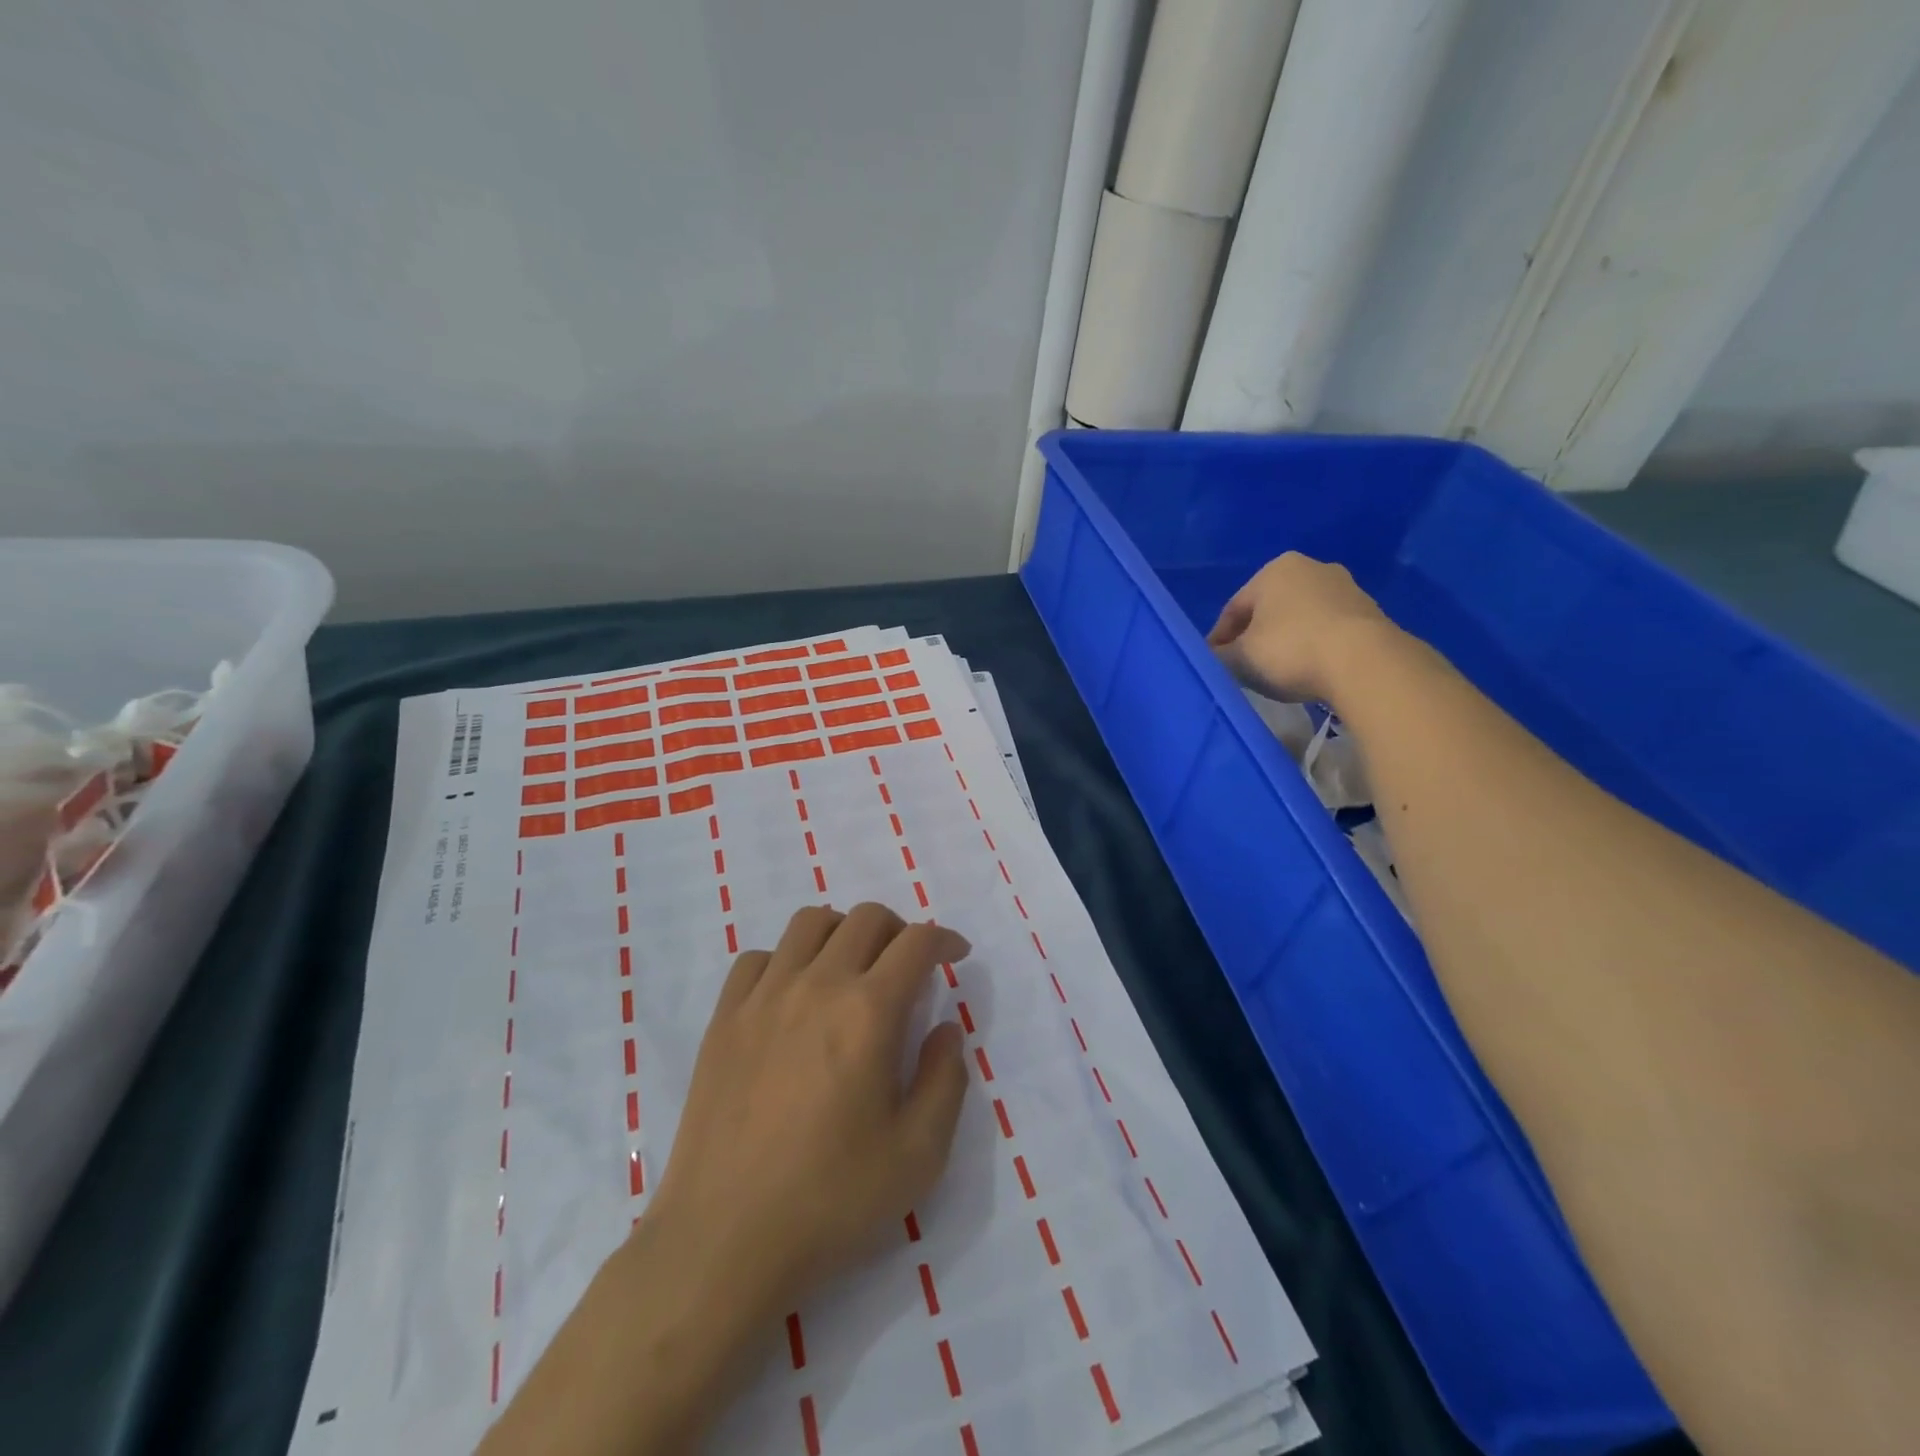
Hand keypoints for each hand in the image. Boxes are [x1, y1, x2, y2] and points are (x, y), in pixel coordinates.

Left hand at [646, 903, 972, 1325]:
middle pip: (865, 918)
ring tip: (851, 970)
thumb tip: (945, 1029)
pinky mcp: (724, 1018)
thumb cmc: (831, 1201)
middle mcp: (817, 985)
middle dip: (899, 930)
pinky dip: (785, 960)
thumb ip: (946, 1080)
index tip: (955, 954)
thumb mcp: (919, 1155)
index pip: (916, 943)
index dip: (944, 939)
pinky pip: (757, 958)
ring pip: (809, 922)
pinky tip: (791, 997)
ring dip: (842, 932)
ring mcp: (763, 997)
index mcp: (869, 1012)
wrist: (724, 1241)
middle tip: (908, 966)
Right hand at [1207, 552, 1393, 703]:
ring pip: (1299, 619)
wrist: (1363, 661)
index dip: (1219, 640)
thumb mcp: (1240, 658)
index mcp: (1274, 570)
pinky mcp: (1369, 612)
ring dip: (1285, 641)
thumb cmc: (1289, 649)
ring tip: (1277, 672)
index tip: (1215, 664)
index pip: (1233, 609)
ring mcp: (1345, 588)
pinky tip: (1309, 670)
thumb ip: (1221, 656)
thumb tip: (1216, 658)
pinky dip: (1312, 646)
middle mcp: (1311, 568)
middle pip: (1268, 610)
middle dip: (1254, 637)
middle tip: (1244, 667)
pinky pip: (1326, 630)